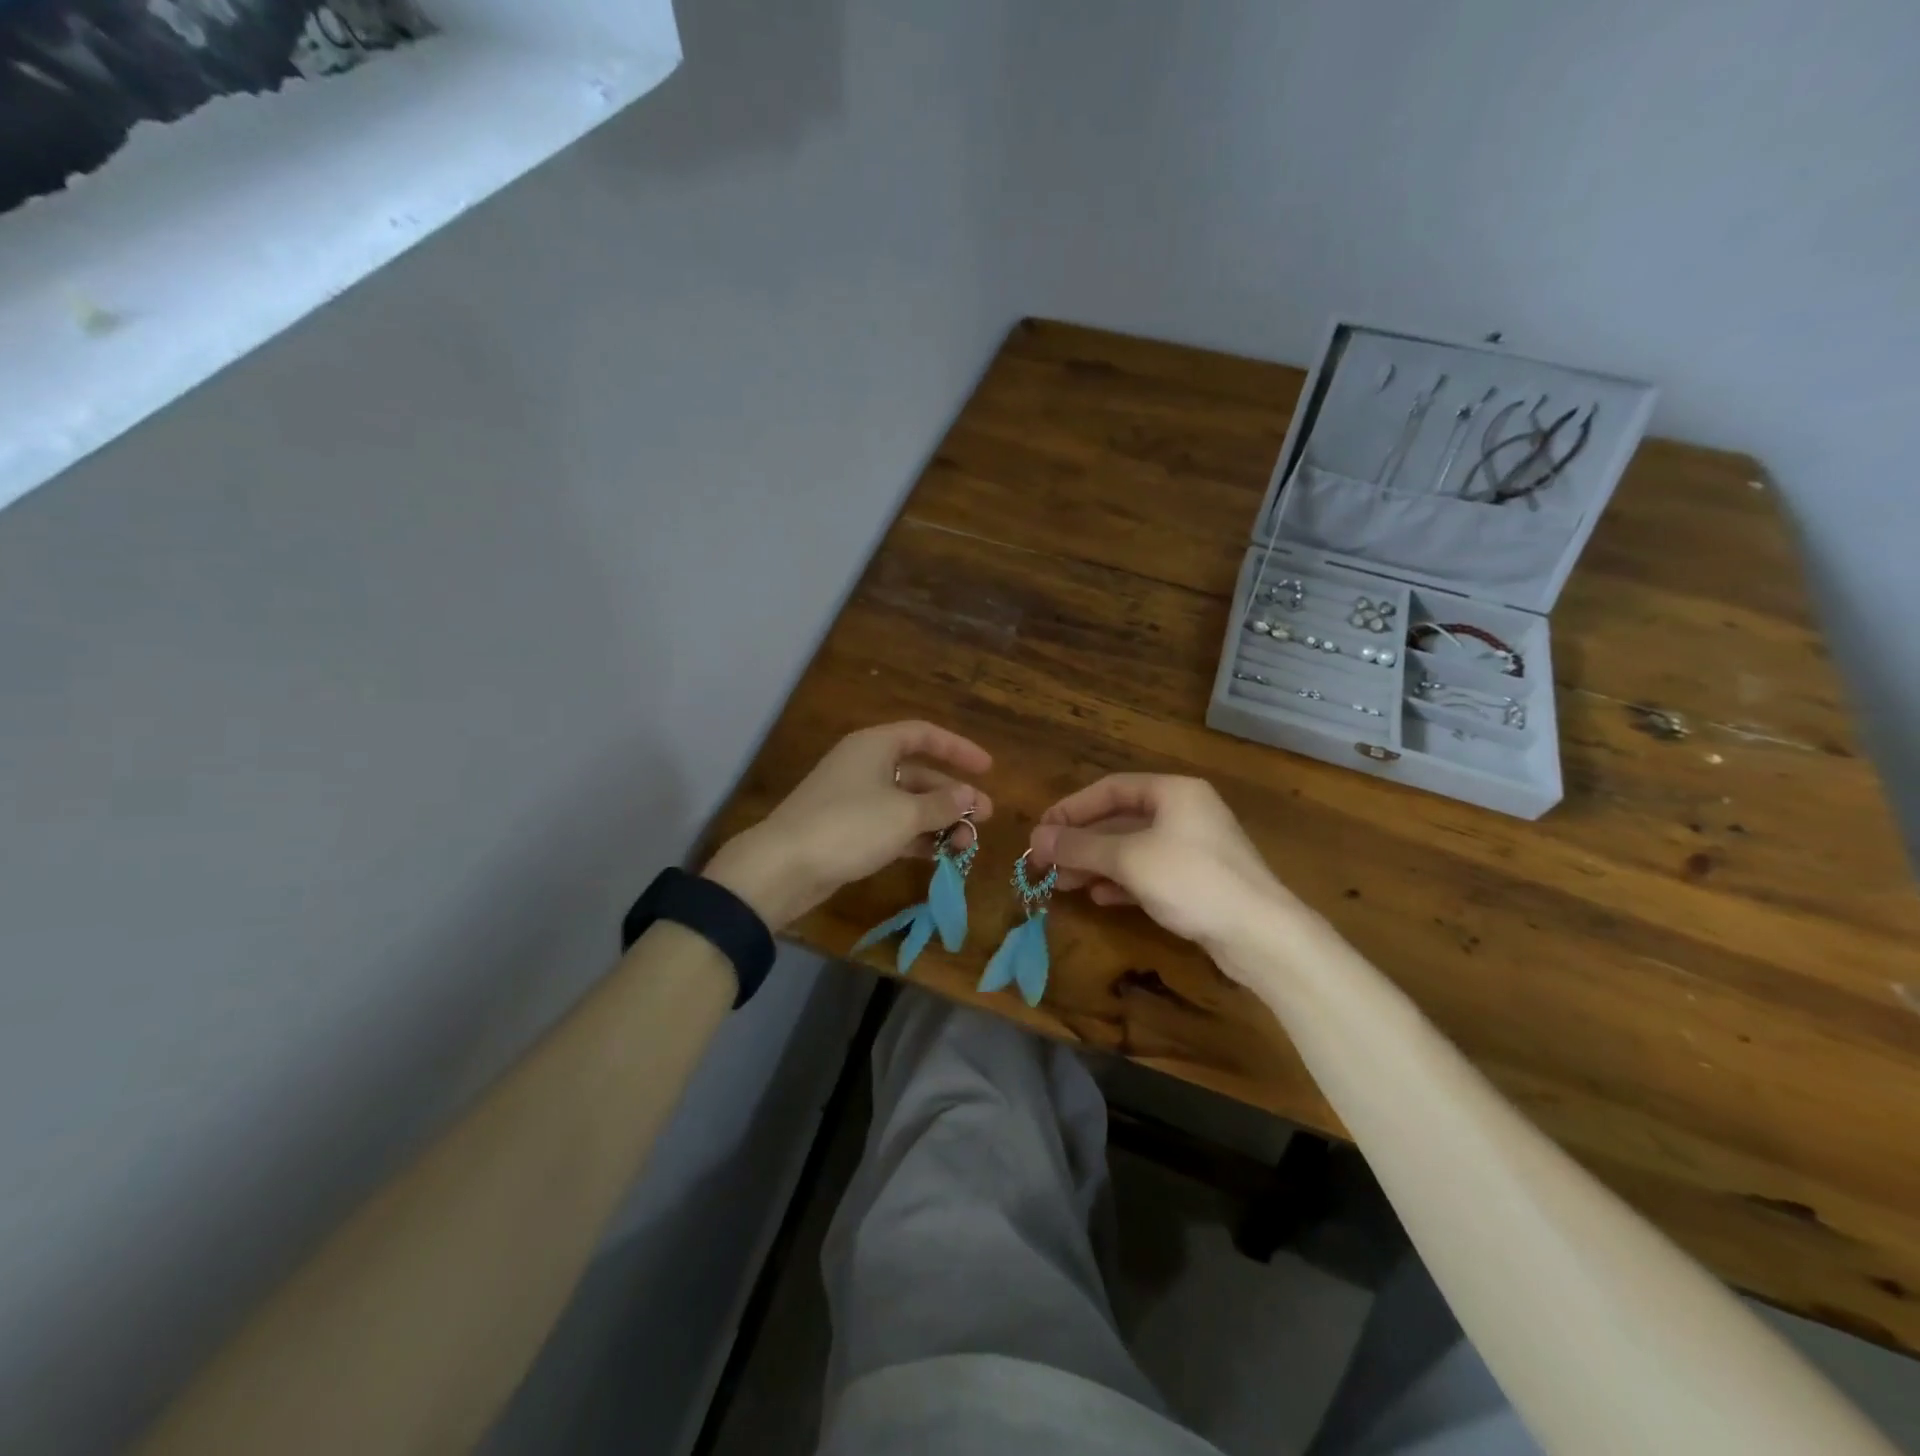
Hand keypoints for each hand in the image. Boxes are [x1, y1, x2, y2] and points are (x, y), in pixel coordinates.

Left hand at [706, 722, 993, 928]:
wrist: (783, 867)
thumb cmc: (849, 826)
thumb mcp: (904, 814)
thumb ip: (943, 805)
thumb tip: (970, 796)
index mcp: (875, 746)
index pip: (924, 735)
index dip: (958, 749)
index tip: (988, 769)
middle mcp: (864, 765)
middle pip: (918, 772)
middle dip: (953, 795)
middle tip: (985, 818)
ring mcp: (853, 799)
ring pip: (905, 803)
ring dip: (937, 820)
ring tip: (967, 844)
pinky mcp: (846, 830)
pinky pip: (890, 825)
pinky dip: (915, 837)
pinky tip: (938, 855)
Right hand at [1028, 774, 1314, 980]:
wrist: (1261, 934)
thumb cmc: (1192, 880)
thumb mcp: (1129, 859)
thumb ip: (1081, 846)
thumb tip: (1036, 838)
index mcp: (1173, 792)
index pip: (1110, 789)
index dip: (1071, 808)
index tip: (1041, 830)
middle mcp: (1184, 812)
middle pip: (1120, 820)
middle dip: (1081, 841)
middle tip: (1045, 861)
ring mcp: (1193, 848)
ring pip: (1132, 848)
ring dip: (1096, 863)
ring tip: (1063, 883)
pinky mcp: (1197, 880)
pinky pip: (1149, 872)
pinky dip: (1121, 881)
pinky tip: (1099, 897)